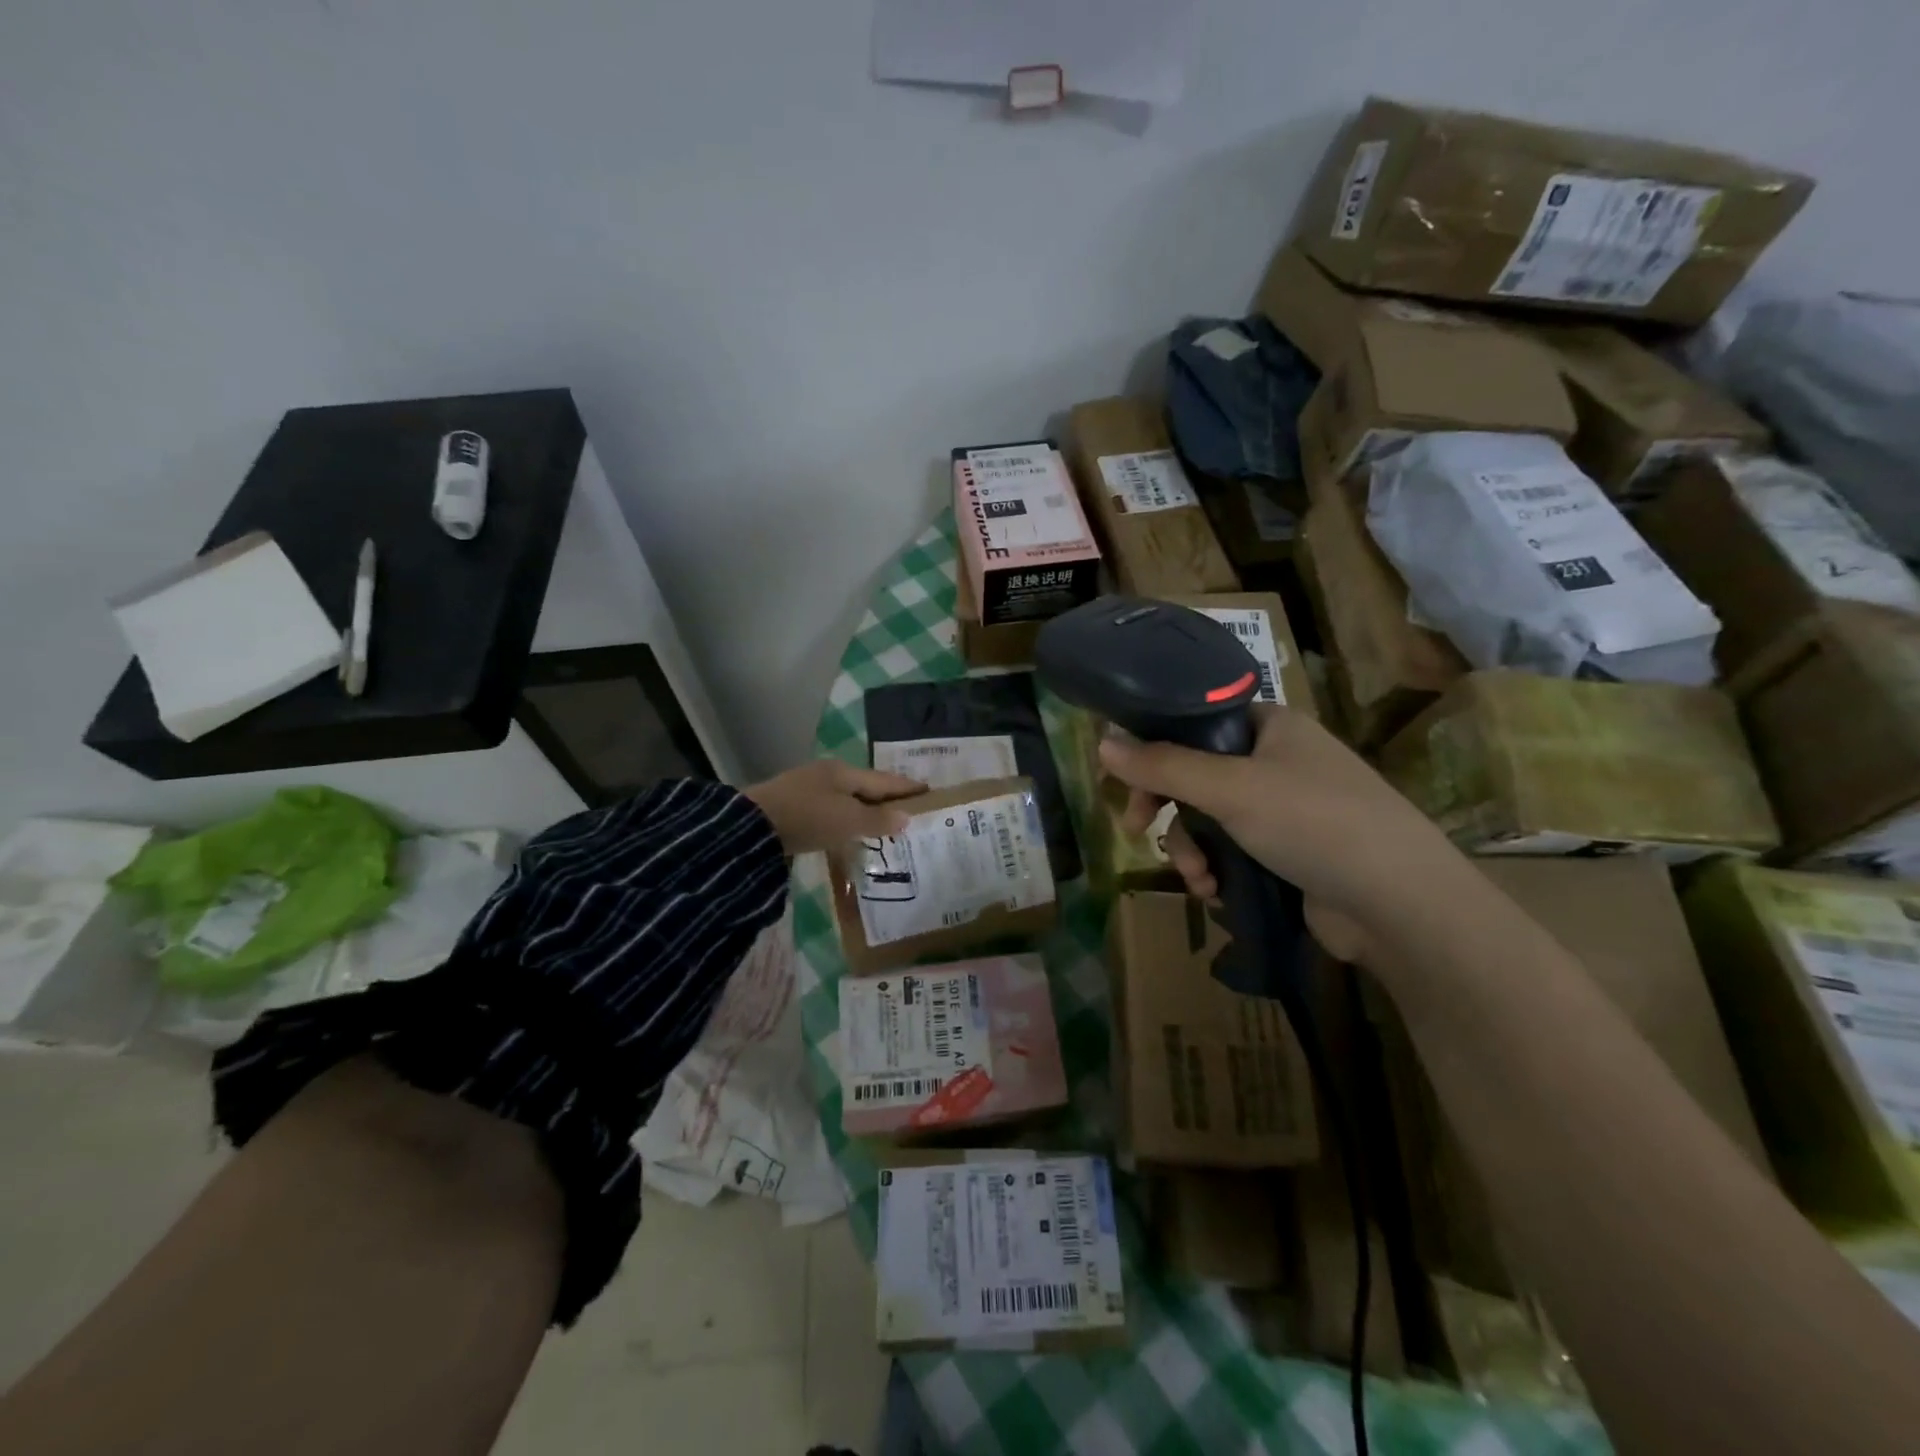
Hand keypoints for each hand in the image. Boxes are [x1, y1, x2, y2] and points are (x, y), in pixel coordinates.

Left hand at [744, 760, 927, 854]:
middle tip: (910, 809)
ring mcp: (808, 789)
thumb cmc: (808, 818)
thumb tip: (907, 816)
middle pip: (866, 786)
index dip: (908, 787)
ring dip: (866, 809)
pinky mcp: (793, 807)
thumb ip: (878, 818)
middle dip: (887, 798)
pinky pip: (831, 810)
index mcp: (844, 772)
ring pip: (847, 798)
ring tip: (884, 823)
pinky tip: (849, 830)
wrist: (751, 828)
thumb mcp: (848, 820)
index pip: (885, 780)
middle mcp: (827, 774)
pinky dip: (846, 818)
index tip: (930, 791)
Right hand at [1097, 706, 1469, 962]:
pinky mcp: (1291, 851)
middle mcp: (1277, 758)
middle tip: (1138, 830)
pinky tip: (1215, 893)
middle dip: (1168, 809)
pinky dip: (1217, 869)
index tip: (1126, 781)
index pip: (1194, 721)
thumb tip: (1101, 743)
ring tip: (1198, 879)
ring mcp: (1287, 807)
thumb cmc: (1313, 822)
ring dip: (1192, 848)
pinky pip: (1234, 849)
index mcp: (1269, 725)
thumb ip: (1162, 765)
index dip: (1154, 747)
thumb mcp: (1229, 788)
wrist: (1400, 904)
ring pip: (1211, 817)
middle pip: (1196, 773)